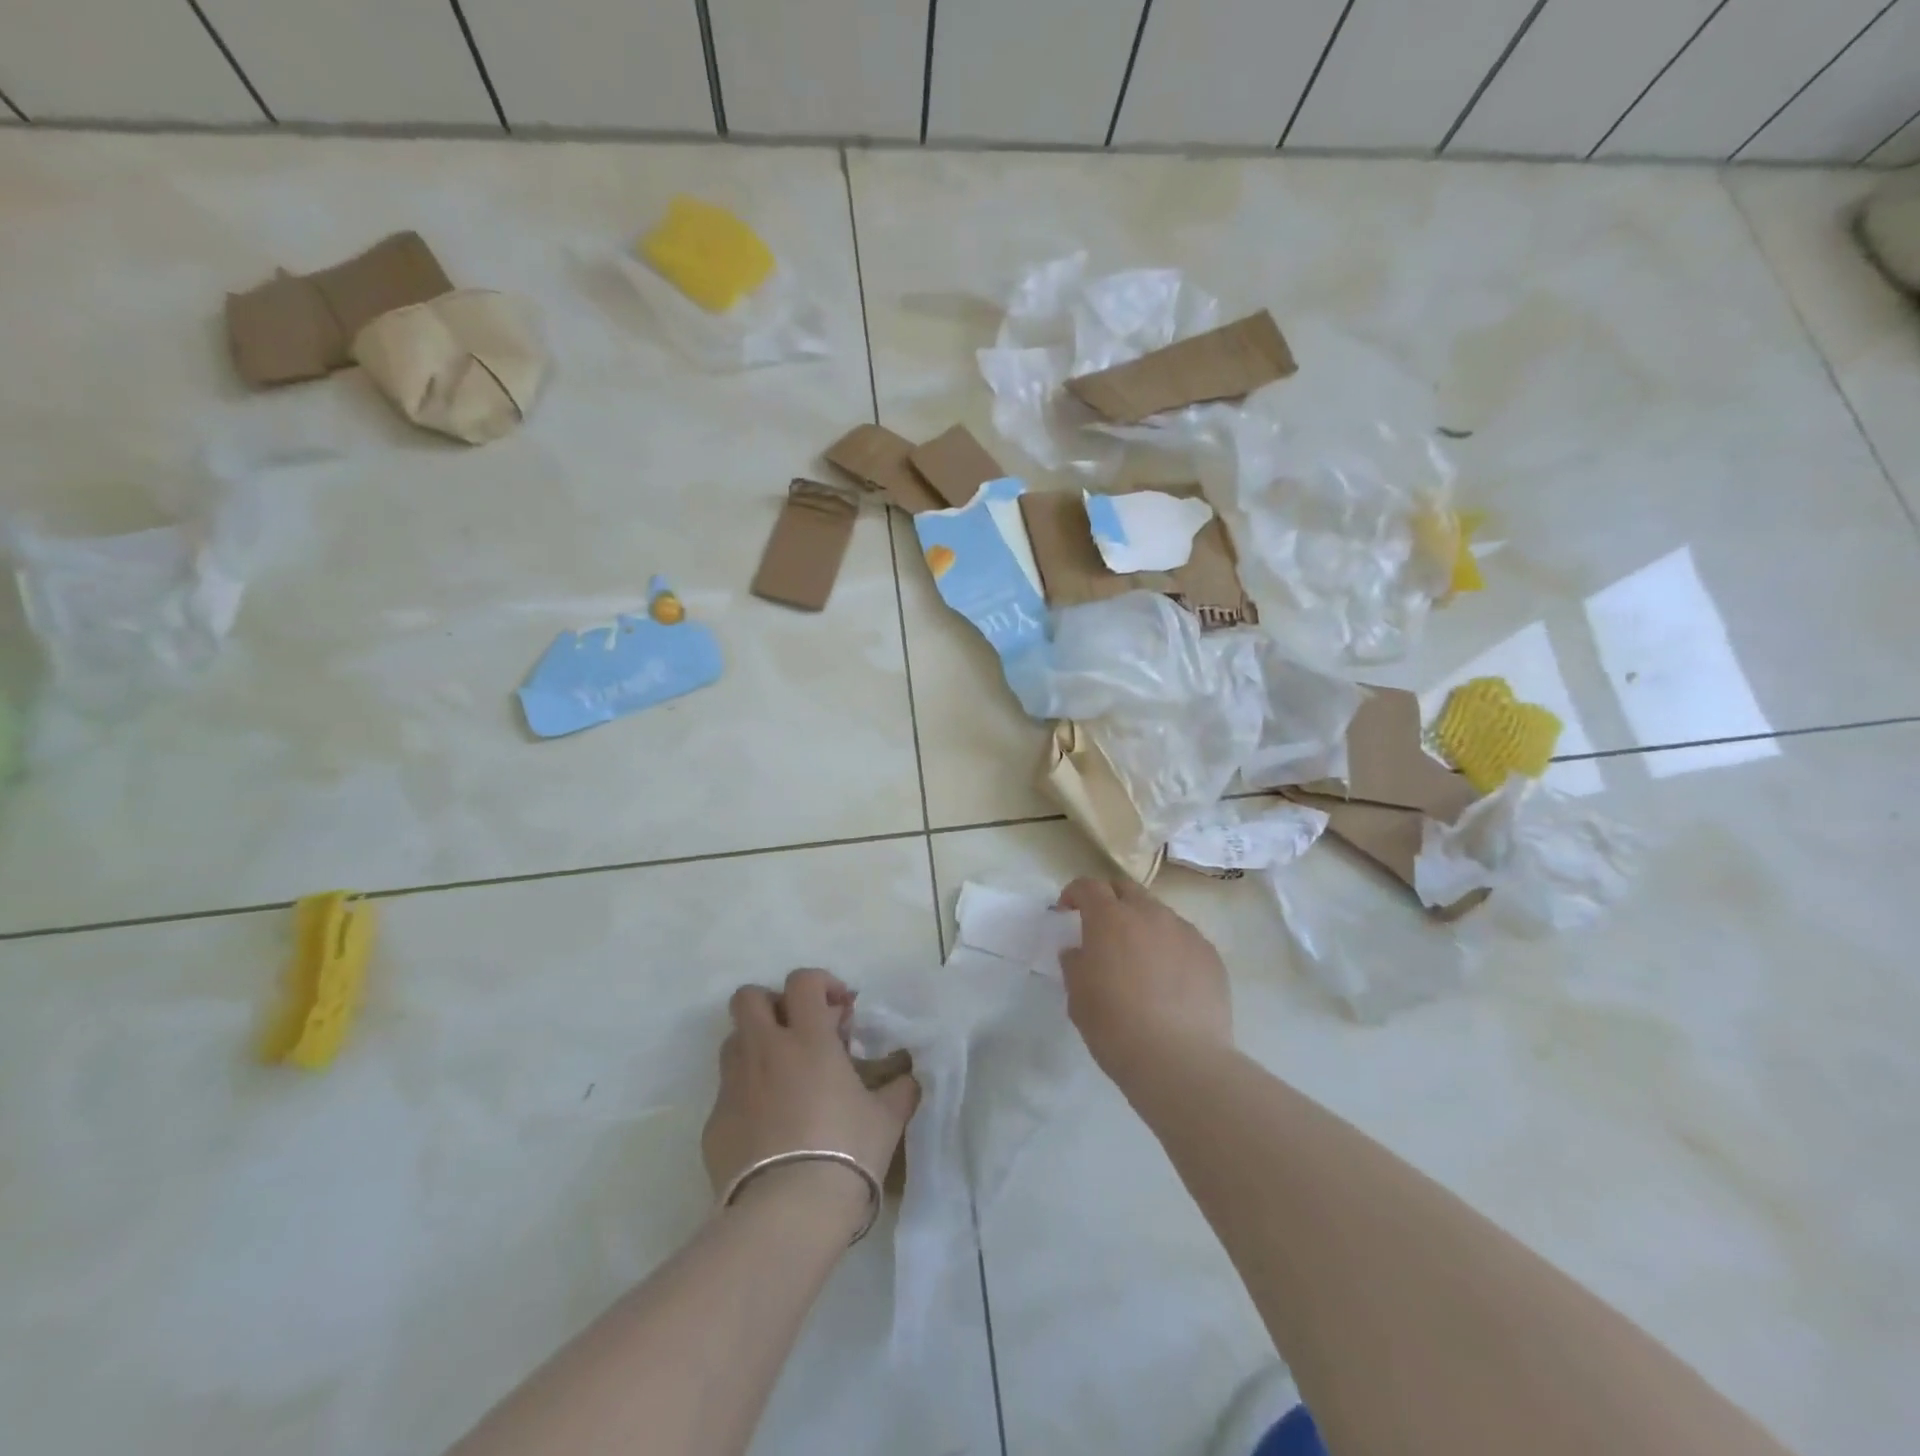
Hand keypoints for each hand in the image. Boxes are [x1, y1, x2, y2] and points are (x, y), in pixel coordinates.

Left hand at [703, 968, 920, 1218]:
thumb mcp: (887, 1118)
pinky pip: (727, 1092)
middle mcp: (764, 1051)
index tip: (840, 1010)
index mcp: (808, 1039)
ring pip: (733, 1041)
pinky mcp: (714, 1123)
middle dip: (773, 1004)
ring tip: (782, 1077)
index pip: (802, 981)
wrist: (787, 1213)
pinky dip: (746, 1095)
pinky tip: (768, 1126)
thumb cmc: (845, 1151)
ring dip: (756, 1046)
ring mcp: (733, 1086)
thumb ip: (899, 1089)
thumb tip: (907, 1079)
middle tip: (799, 1032)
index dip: (821, 984)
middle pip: (749, 998)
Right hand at [1056, 877, 1231, 1077]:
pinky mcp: (1211, 955)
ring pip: (1159, 914)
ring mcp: (1185, 932)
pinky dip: (1171, 948)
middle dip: (1110, 900)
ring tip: (1140, 959)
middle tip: (1102, 927)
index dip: (1075, 893)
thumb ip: (1075, 964)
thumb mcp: (1078, 996)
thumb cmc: (1116, 1026)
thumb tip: (1079, 952)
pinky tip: (1170, 981)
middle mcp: (1149, 914)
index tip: (1067, 910)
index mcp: (1110, 918)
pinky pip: (1184, 939)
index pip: (1089, 886)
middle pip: (1126, 889)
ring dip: (1143, 925)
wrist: (1180, 1060)